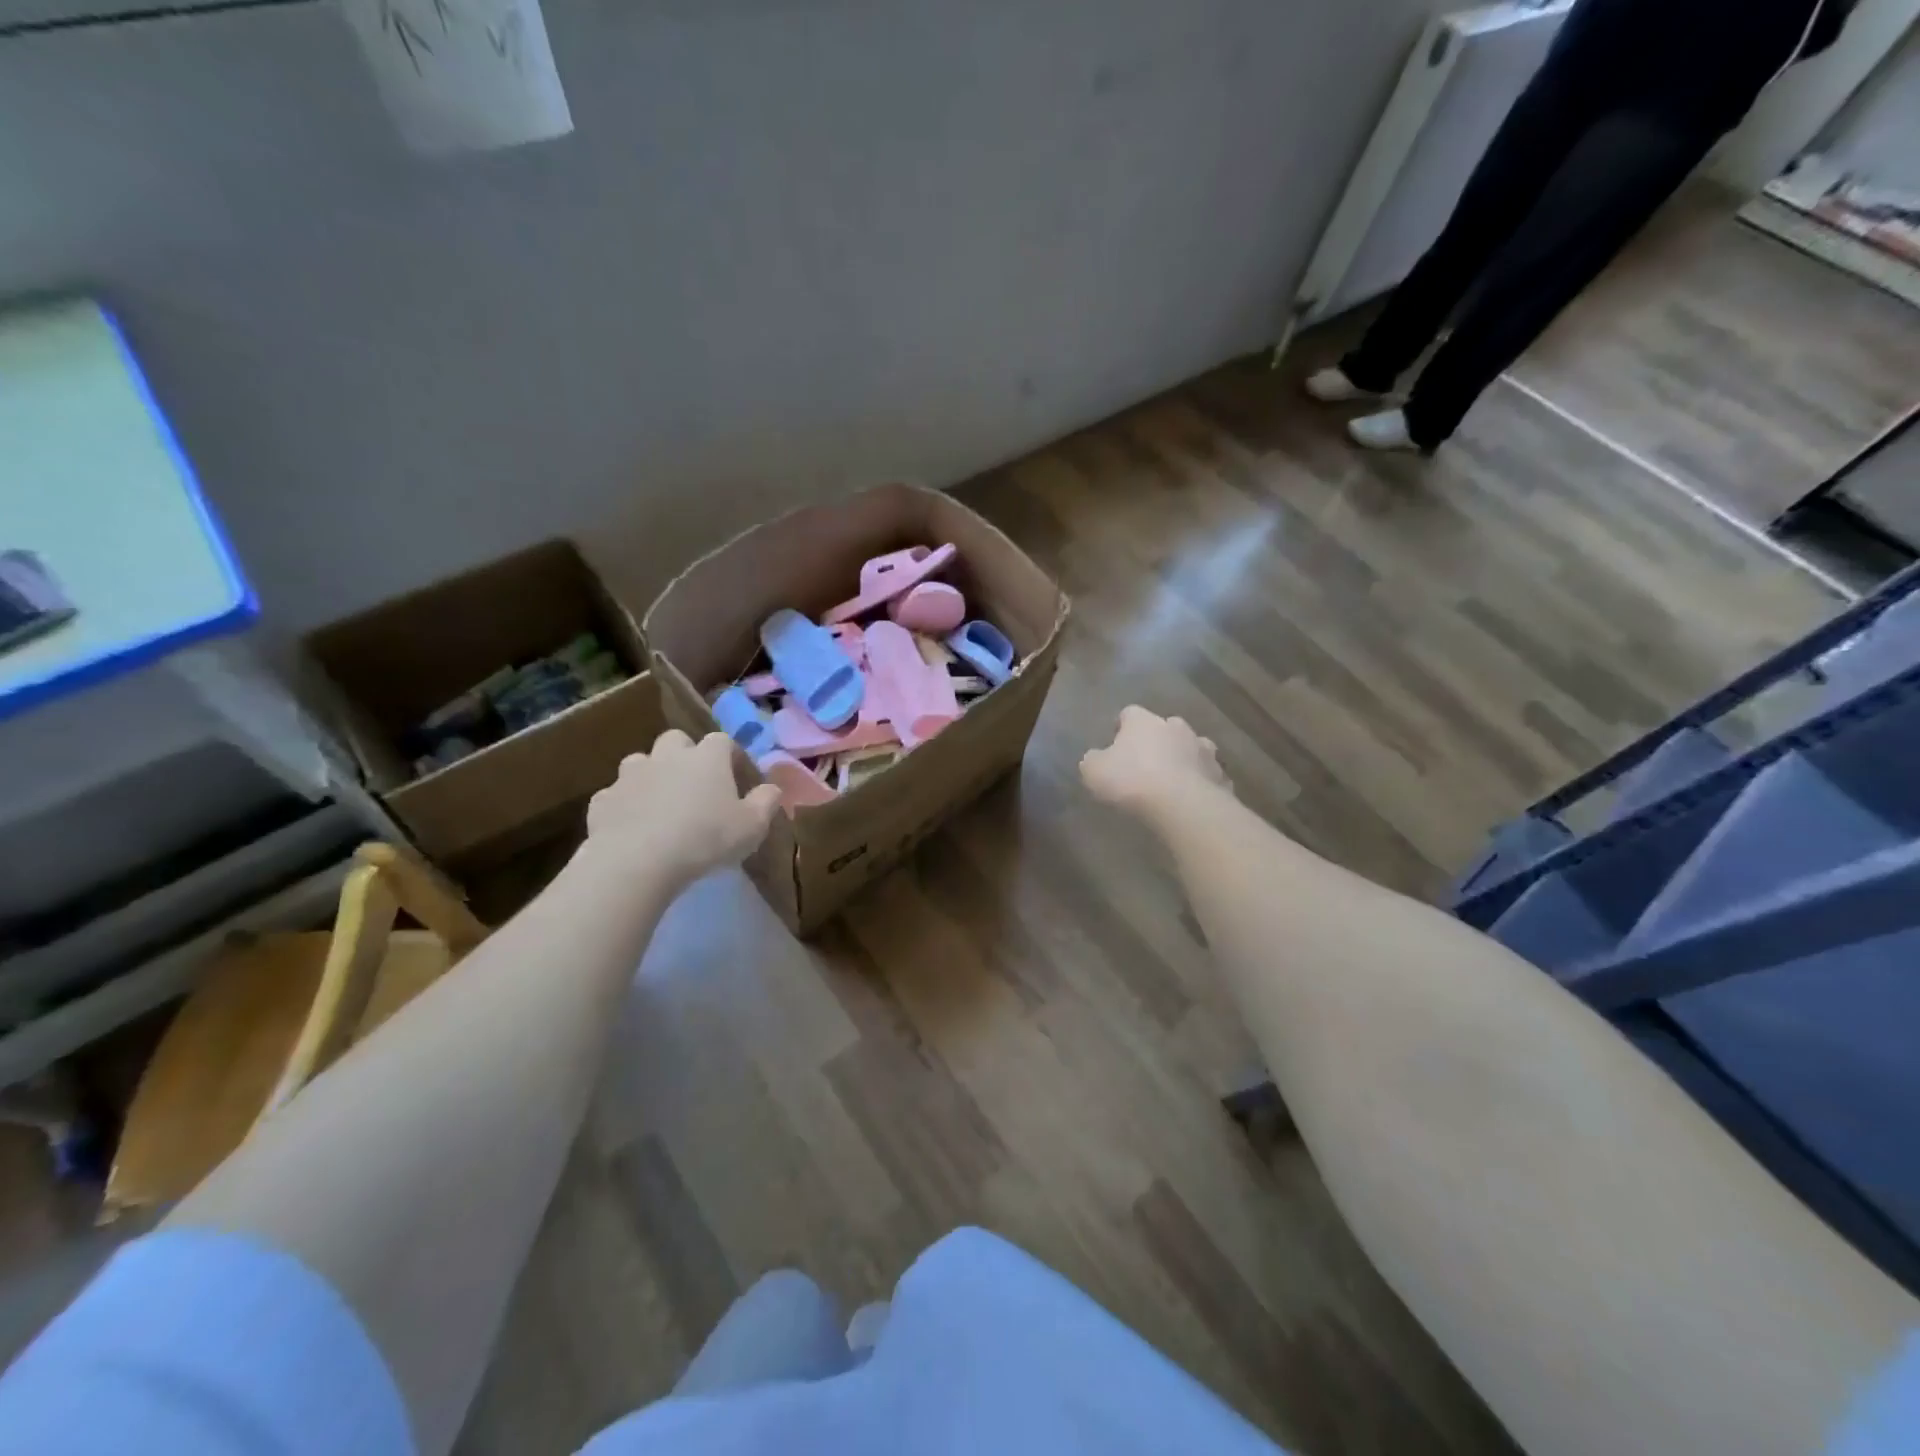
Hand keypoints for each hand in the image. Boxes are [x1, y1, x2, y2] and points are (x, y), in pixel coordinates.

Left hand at [585, 730, 782, 889]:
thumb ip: (766, 803)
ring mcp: (630, 775)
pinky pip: (616, 795)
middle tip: (695, 783)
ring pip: (640, 762)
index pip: (722, 741)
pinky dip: (624, 804)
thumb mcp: (752, 826)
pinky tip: (631, 826)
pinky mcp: (603, 800)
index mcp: (707, 757)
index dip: (730, 755)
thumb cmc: (705, 839)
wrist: (637, 861)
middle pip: (676, 740)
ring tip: (660, 803)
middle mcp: (668, 756)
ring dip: (651, 775)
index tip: (736, 775)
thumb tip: (773, 788)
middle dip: (685, 755)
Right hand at [1080, 706, 1228, 819]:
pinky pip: (1207, 776)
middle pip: (1165, 728)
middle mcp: (1176, 727)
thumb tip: (1097, 757)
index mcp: (1144, 722)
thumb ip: (1094, 760)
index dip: (1121, 727)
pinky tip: (1190, 801)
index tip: (1115, 742)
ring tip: (1172, 782)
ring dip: (1182, 760)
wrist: (1182, 806)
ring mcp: (1203, 750)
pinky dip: (1199, 783)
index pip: (1129, 713)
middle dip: (1157, 741)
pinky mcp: (1220, 775)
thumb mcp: (1094, 771)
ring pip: (1191, 749)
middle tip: (1145, 763)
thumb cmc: (1132, 781)